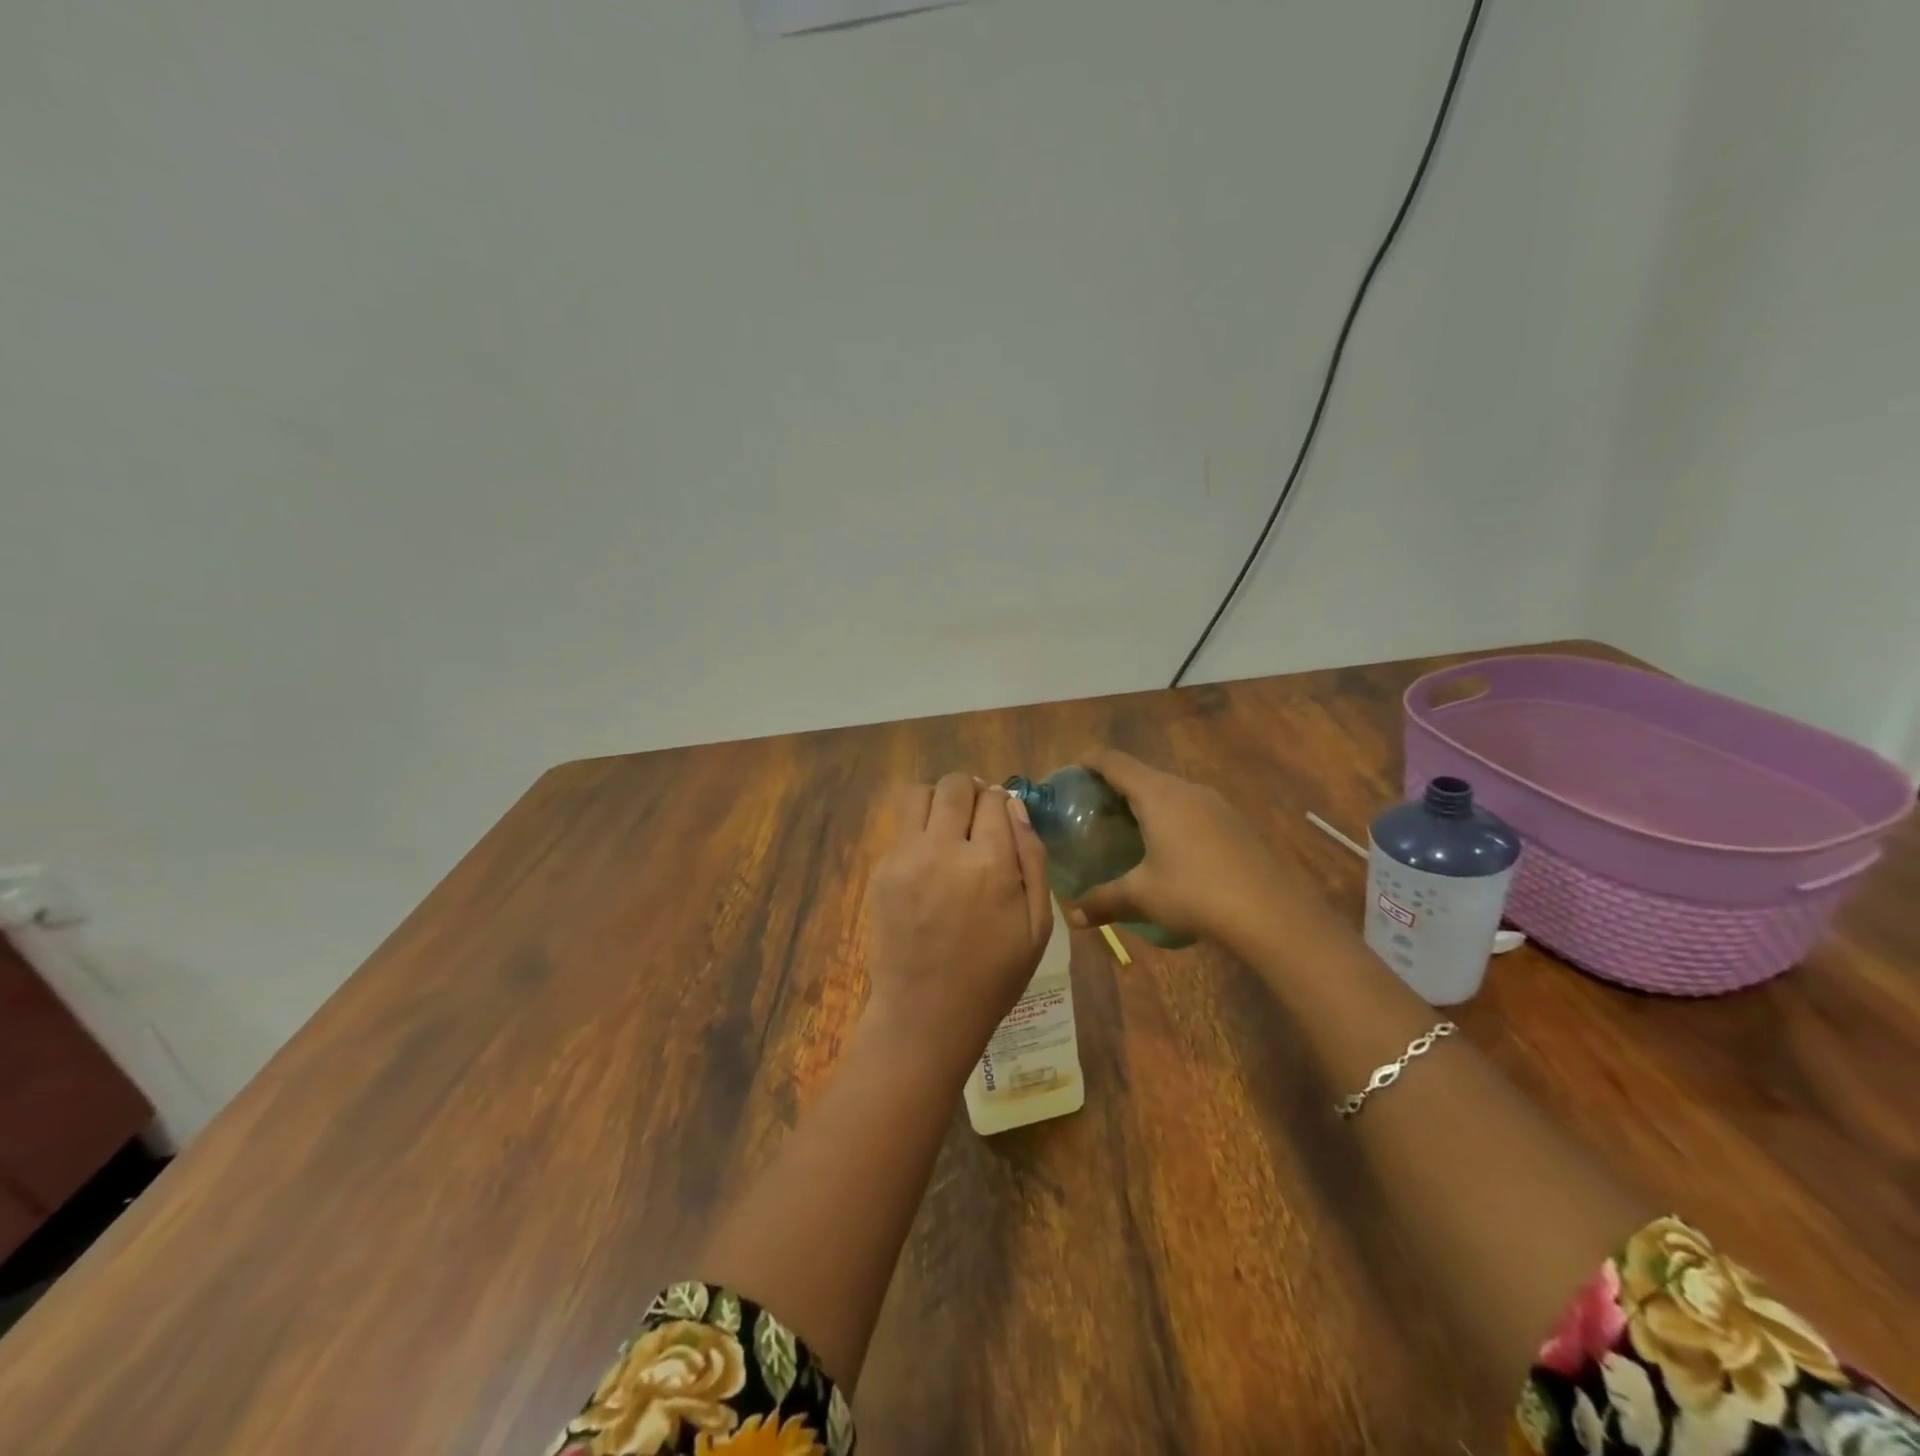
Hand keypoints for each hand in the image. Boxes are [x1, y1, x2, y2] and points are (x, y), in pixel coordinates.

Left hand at [863, 773, 1053, 1075]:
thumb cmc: (993, 975)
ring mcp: (906, 857)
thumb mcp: (1037, 925)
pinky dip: (918, 829)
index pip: (995, 799)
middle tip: (977, 815)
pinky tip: (929, 859)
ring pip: (919, 794)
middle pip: (955, 785)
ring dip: (939, 800)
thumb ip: (1033, 859)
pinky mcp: (881, 870)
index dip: (1002, 802)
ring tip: (949, 825)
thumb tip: (1017, 808)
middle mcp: (945, 849)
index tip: (1003, 817)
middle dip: (971, 791)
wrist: (926, 1013)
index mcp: (990, 863)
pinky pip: (901, 827)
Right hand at [1060, 749, 1285, 943]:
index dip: (1088, 762)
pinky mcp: (1235, 823)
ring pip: (1170, 792)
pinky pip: (1192, 809)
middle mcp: (1186, 788)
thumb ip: (1102, 900)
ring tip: (1128, 832)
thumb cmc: (1195, 893)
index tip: (1070, 774)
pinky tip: (1170, 852)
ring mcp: (1216, 804)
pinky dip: (1171, 819)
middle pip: (1142, 774)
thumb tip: (1071, 916)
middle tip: (1093, 812)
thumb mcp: (1141, 896)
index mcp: (1158, 794)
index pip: (1114, 761)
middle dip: (1114, 787)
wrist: (1271, 914)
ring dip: (1145, 804)